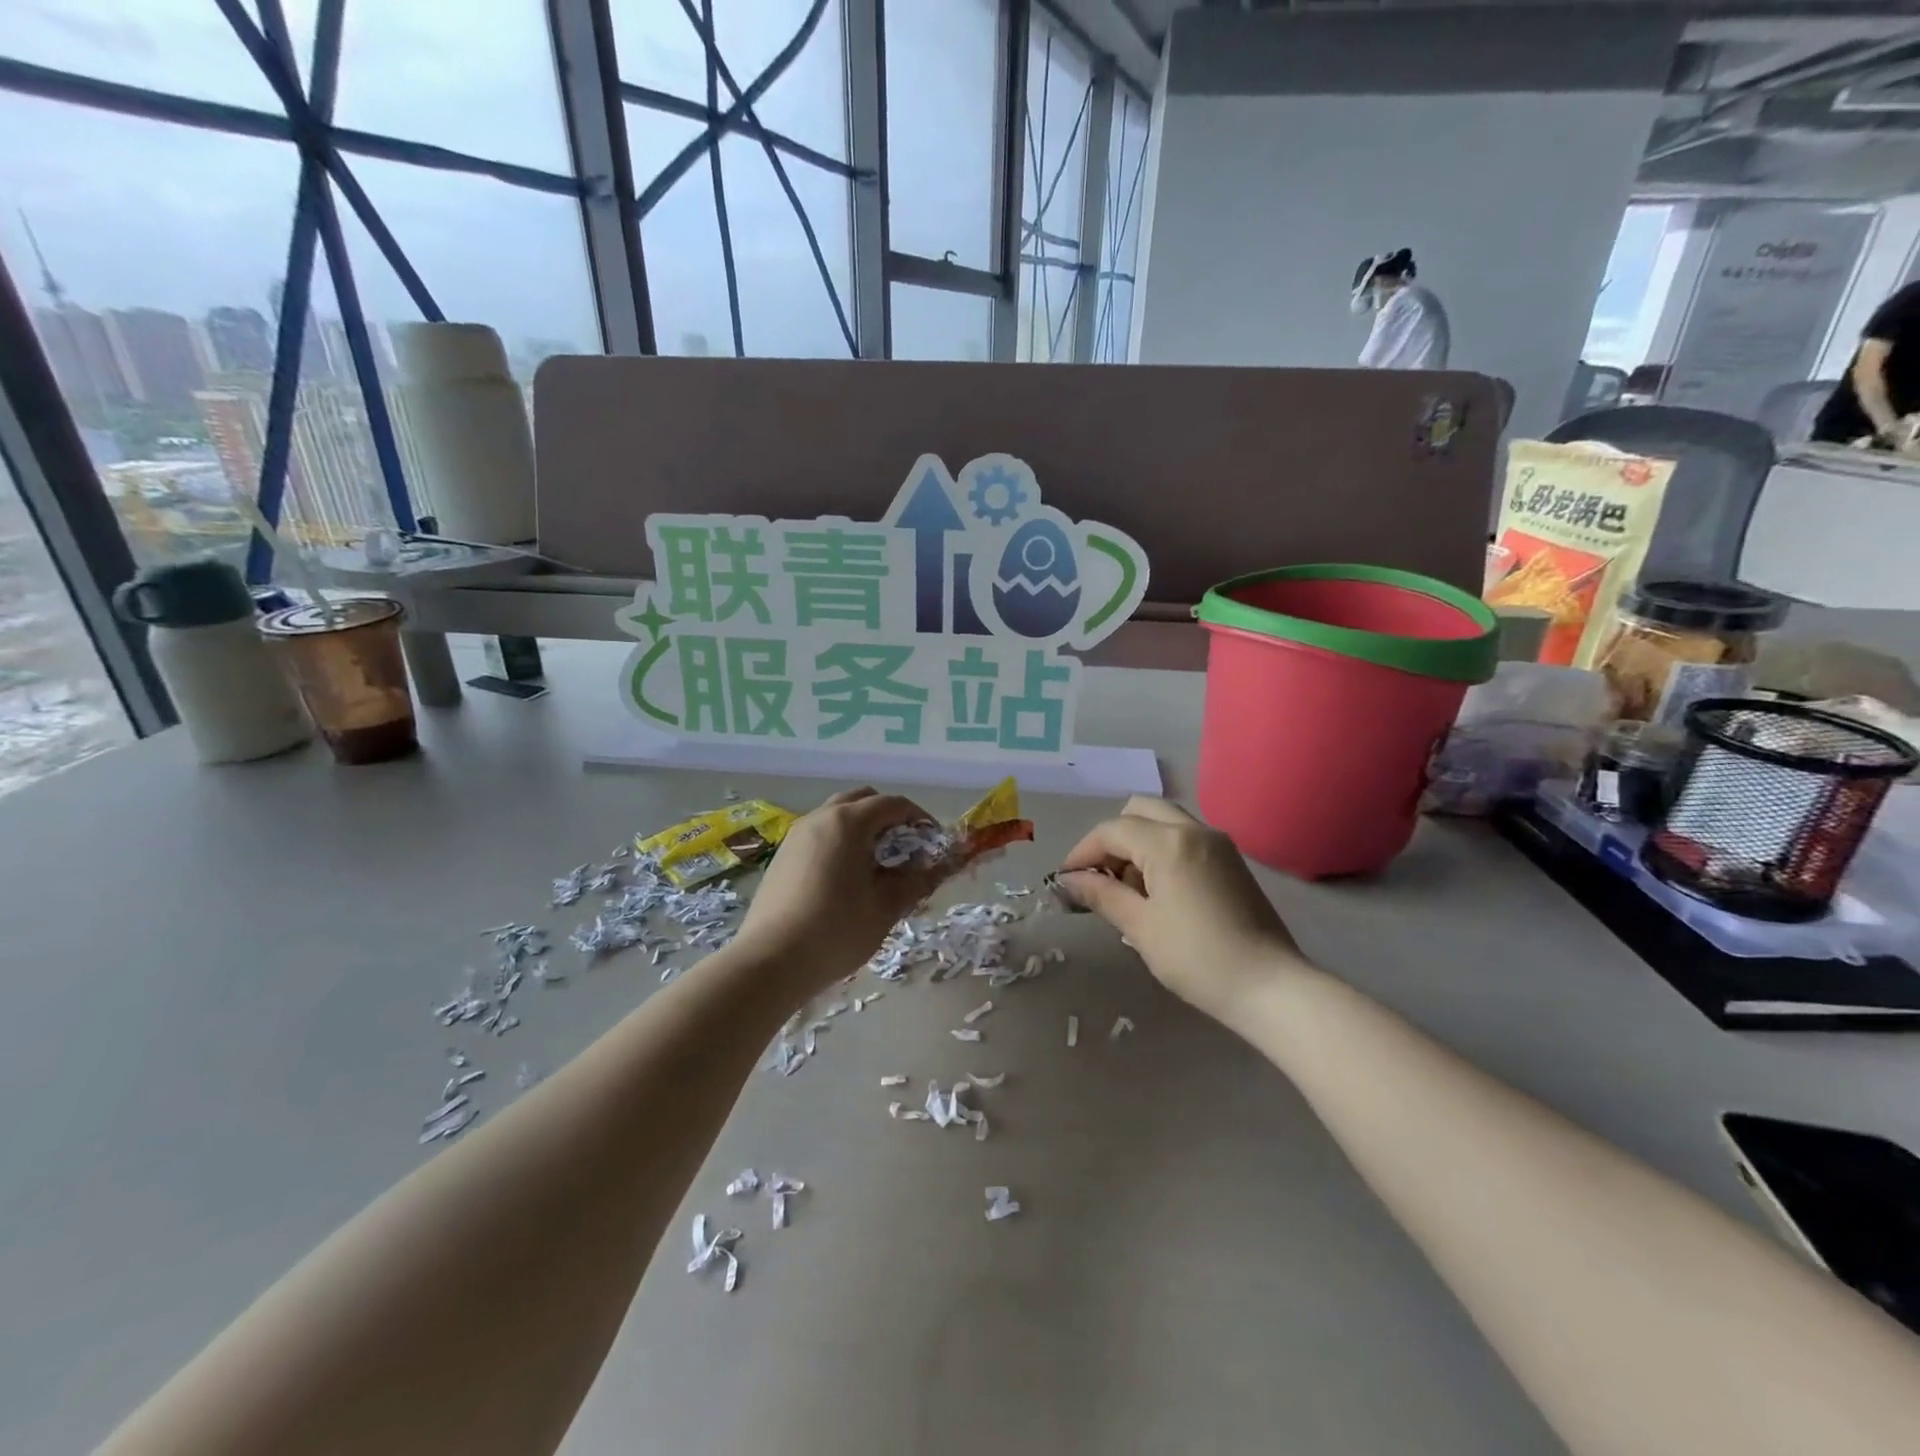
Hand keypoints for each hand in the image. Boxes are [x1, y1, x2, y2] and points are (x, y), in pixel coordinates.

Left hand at [734, 788, 944, 994]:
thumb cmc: (836, 931)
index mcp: (849, 822)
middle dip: (889, 817)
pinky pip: (819, 834)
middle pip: (863, 800)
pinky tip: (845, 878)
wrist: (770, 961)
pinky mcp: (782, 855)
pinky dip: (840, 842)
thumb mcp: (885, 908)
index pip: (894, 804)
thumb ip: (916, 882)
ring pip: (837, 815)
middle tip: (905, 849)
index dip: (919, 818)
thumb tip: (941, 868)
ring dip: (862, 829)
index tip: (933, 842)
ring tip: (876, 865)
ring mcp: (797, 835)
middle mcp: (821, 818)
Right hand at [1056, 797, 1305, 1026]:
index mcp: (1168, 842)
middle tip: (1099, 879)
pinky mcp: (1231, 860)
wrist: (1271, 987)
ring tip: (1128, 890)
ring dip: (1136, 843)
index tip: (1066, 881)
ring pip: (1163, 822)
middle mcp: (1194, 830)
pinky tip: (1158, 892)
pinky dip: (1161, 851)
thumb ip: (1101, 895)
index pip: (1111, 831)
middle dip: (1111, 840)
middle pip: (1138, 811)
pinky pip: (1184, 838)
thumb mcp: (1140, 928)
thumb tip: (1068, 881)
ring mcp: (1217, 842)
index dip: (1082, 852)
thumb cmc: (1198, 958)